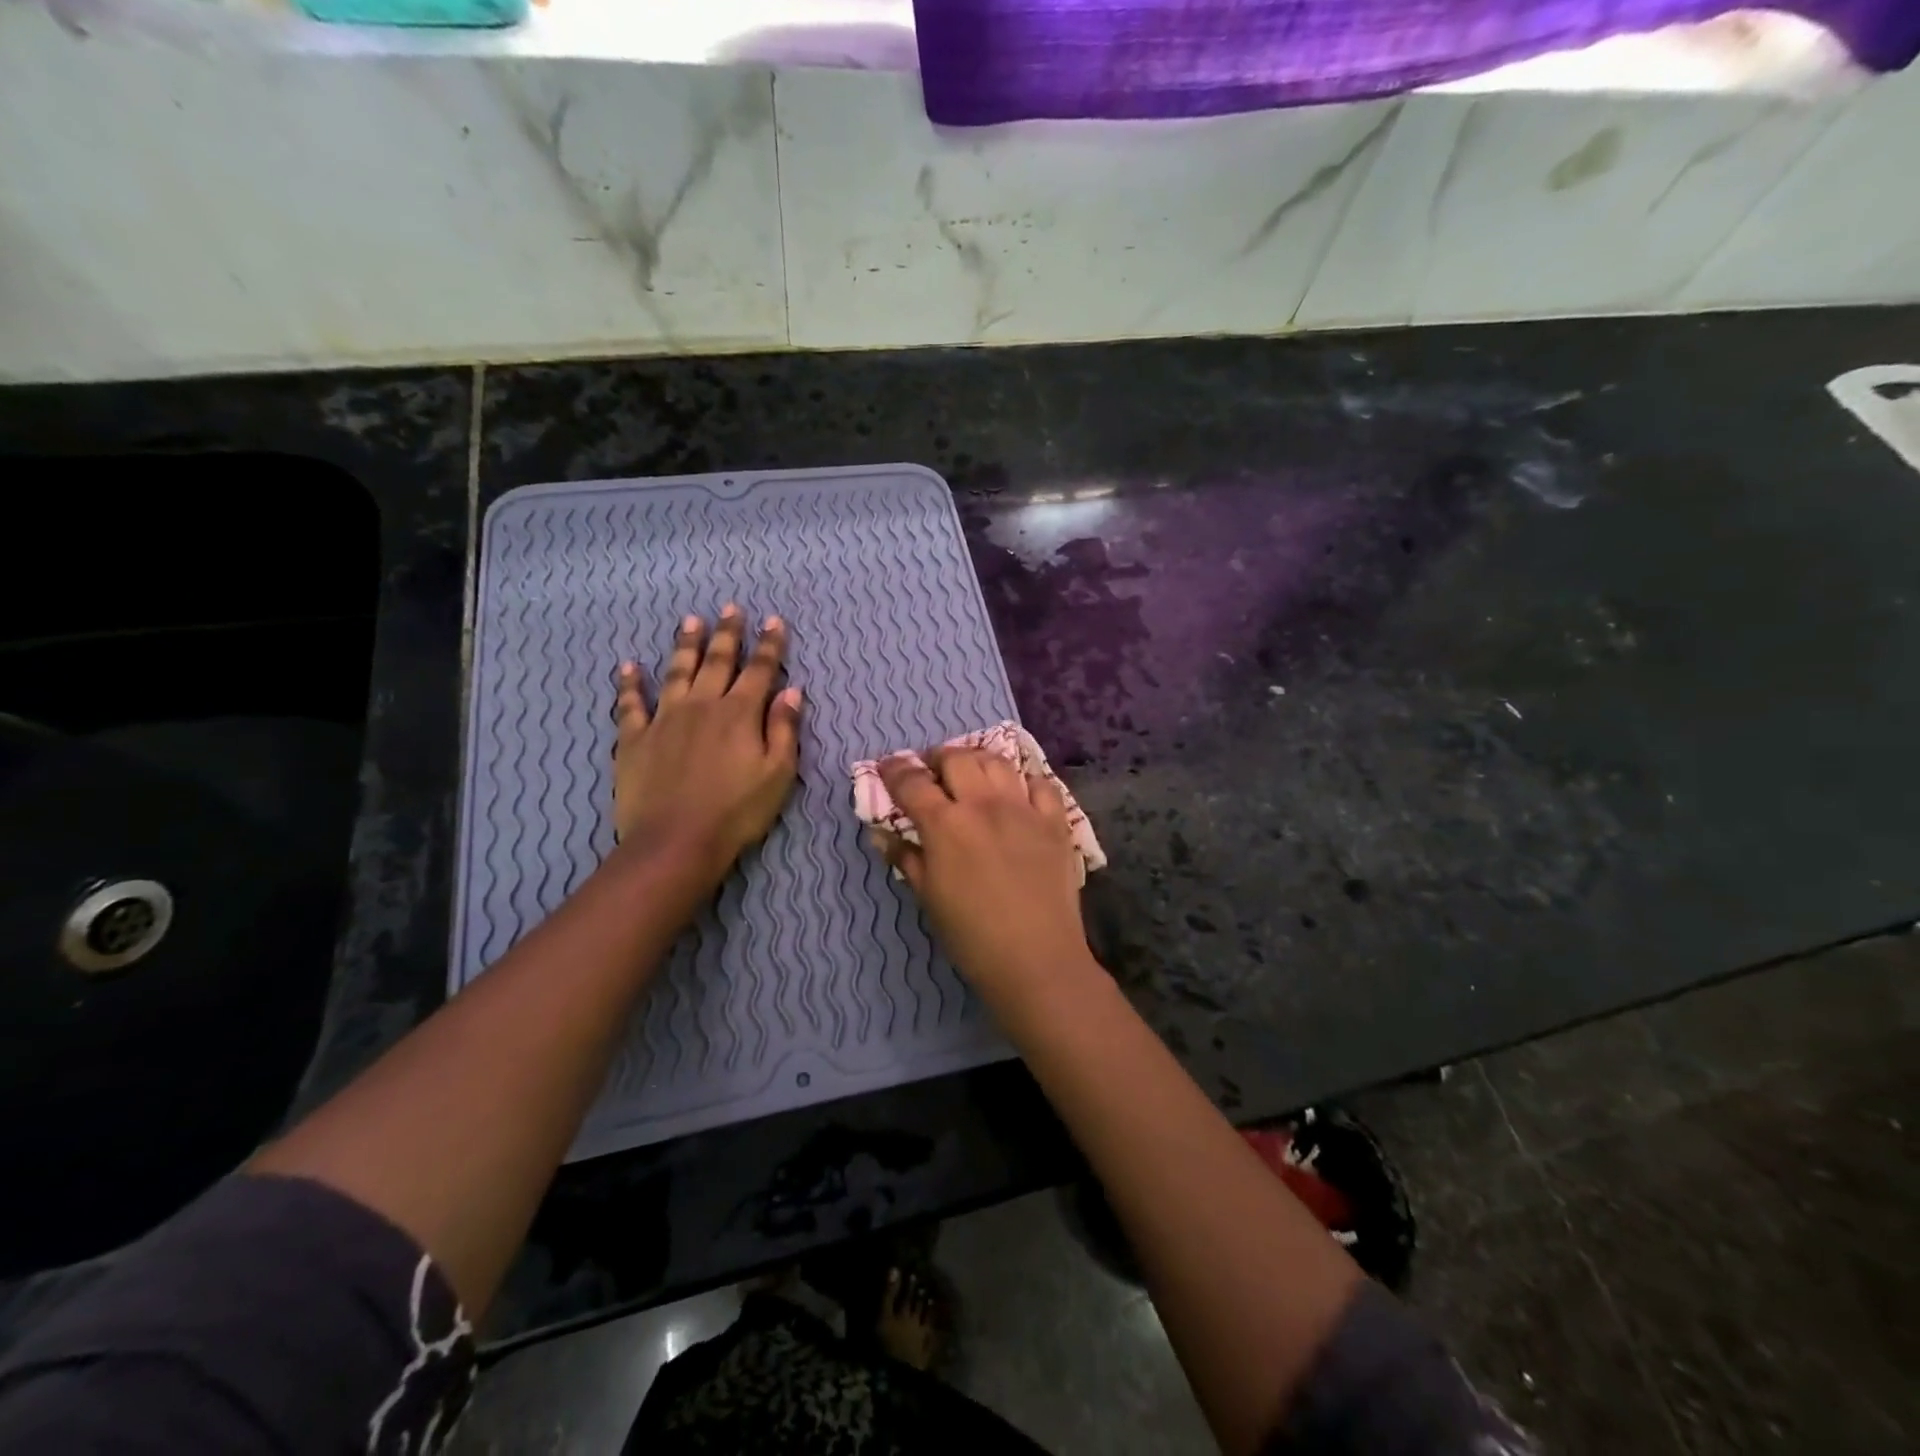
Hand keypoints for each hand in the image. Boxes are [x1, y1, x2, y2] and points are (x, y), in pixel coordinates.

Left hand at [614, 606, 802, 882]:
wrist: (676, 841)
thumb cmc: (737, 812)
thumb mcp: (778, 774)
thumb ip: (784, 729)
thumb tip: (792, 691)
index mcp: (740, 714)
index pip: (759, 670)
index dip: (769, 645)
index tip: (773, 621)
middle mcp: (702, 705)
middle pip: (717, 661)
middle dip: (728, 633)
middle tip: (731, 608)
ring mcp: (665, 719)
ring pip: (676, 671)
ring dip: (685, 645)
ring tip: (691, 621)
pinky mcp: (634, 738)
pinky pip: (630, 704)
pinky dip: (629, 683)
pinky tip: (629, 666)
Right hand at [876, 748, 1093, 998]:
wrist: (1036, 959)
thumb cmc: (972, 937)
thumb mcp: (928, 898)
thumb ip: (906, 857)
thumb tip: (882, 834)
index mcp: (946, 825)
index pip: (912, 782)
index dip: (895, 770)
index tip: (887, 767)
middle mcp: (984, 805)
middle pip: (956, 759)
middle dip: (936, 758)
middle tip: (931, 772)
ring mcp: (1024, 808)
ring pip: (996, 761)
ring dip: (976, 761)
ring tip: (970, 773)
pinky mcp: (1055, 821)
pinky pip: (1041, 783)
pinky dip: (1024, 779)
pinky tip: (1017, 790)